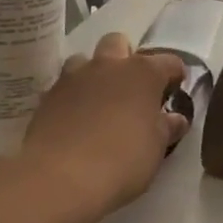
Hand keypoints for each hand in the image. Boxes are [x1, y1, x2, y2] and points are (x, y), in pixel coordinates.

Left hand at [20, 32, 187, 216]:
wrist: (60, 179)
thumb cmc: (122, 160)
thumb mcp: (156, 148)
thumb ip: (167, 127)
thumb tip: (175, 118)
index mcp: (143, 72)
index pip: (169, 62)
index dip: (175, 76)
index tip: (174, 93)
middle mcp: (108, 65)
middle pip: (118, 43)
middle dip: (126, 59)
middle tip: (131, 90)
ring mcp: (73, 78)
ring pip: (85, 60)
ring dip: (94, 74)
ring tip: (99, 102)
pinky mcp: (47, 97)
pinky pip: (64, 86)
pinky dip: (73, 97)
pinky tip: (76, 121)